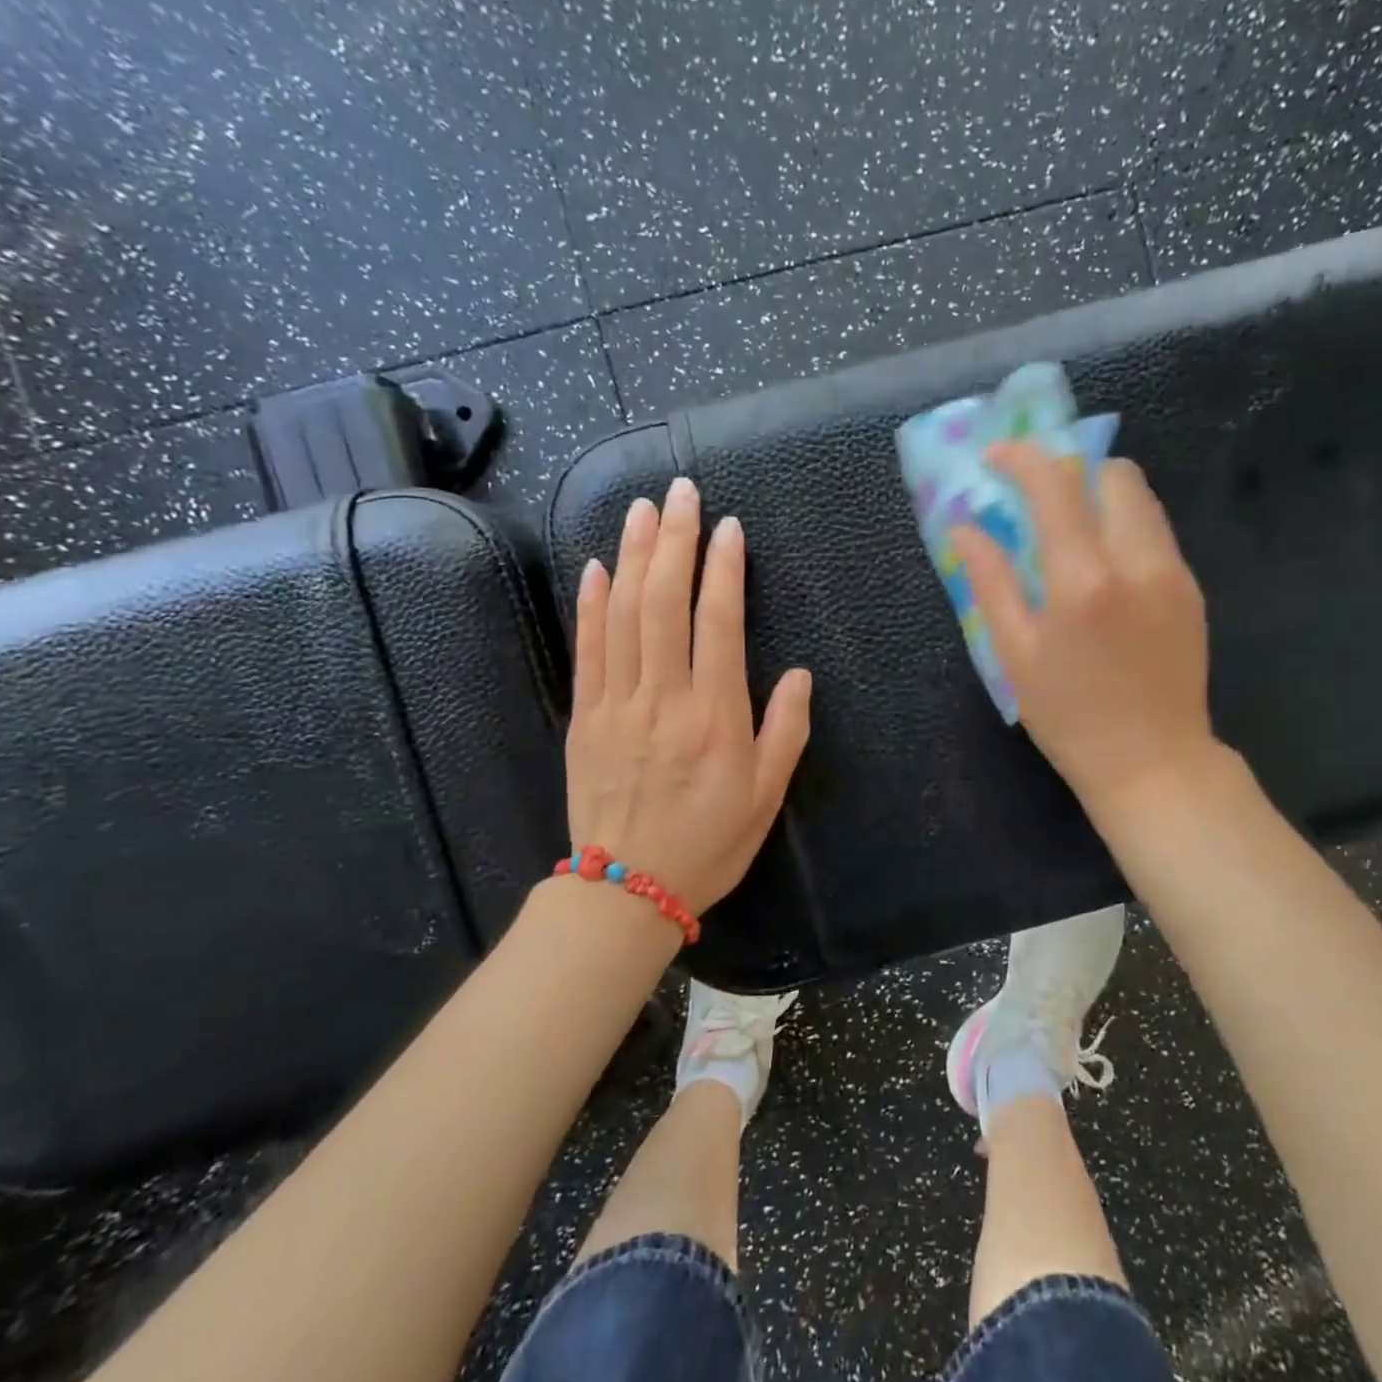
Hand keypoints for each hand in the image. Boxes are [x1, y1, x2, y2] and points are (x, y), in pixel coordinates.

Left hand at [567, 477, 811, 915]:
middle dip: (675, 541)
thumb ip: (785, 730)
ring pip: (623, 615)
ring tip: (643, 509)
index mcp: (715, 717)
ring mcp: (617, 705)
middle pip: (665, 604)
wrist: (627, 889)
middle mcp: (663, 699)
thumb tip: (797, 674)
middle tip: (682, 492)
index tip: (729, 528)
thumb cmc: (710, 842)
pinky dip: (592, 603)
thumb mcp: (766, 795)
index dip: (724, 570)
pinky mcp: (585, 717)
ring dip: (634, 556)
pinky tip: (599, 565)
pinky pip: (588, 649)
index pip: (718, 624)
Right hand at [950, 443, 1213, 822]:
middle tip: (1038, 501)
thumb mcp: (1015, 655)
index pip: (1054, 485)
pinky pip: (1157, 532)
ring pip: (1141, 499)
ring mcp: (1172, 572)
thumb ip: (990, 582)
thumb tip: (965, 527)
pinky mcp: (1191, 590)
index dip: (1021, 459)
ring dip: (1100, 497)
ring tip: (1070, 532)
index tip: (996, 460)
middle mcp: (1136, 561)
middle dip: (1070, 472)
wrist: (1153, 763)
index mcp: (1082, 579)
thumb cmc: (1070, 717)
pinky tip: (1104, 568)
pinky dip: (1125, 527)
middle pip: (1112, 475)